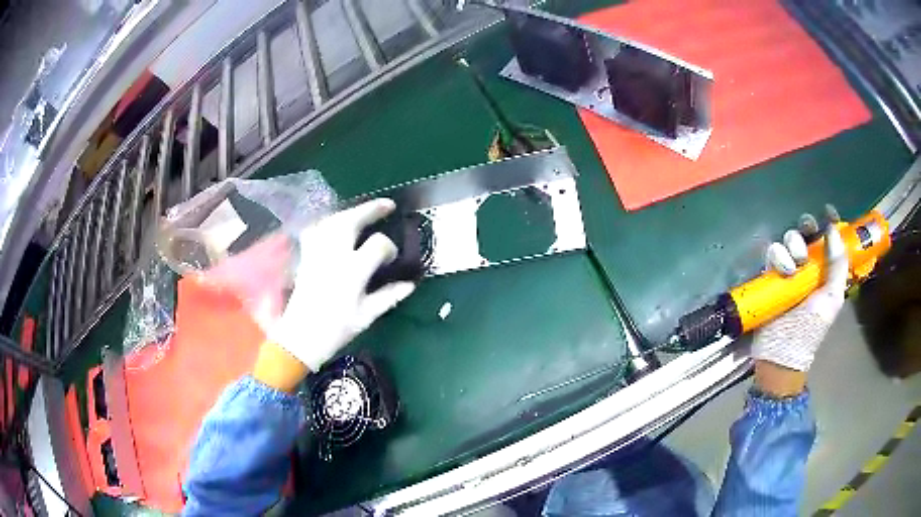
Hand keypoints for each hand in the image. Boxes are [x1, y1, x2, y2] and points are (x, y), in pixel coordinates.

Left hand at [257, 199, 415, 388]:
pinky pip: (315, 230)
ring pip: (332, 221)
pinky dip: (327, 223)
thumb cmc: (337, 329)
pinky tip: (334, 225)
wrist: (301, 337)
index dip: (389, 248)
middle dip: (371, 209)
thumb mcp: (367, 316)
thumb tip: (410, 284)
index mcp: (354, 271)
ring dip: (350, 212)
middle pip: (352, 220)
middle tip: (387, 205)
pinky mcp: (306, 256)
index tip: (392, 258)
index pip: (378, 245)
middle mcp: (335, 255)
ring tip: (362, 212)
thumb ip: (389, 296)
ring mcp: (317, 253)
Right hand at [752, 209, 848, 393]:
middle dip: (806, 230)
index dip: (828, 222)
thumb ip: (837, 266)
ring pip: (788, 239)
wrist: (782, 353)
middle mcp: (807, 264)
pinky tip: (783, 273)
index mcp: (824, 269)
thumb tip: (834, 230)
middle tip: (808, 243)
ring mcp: (787, 269)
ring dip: (792, 247)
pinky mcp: (769, 274)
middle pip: (805, 231)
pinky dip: (777, 257)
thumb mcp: (832, 299)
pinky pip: (771, 252)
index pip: (826, 238)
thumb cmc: (811, 329)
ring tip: (794, 269)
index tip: (828, 212)